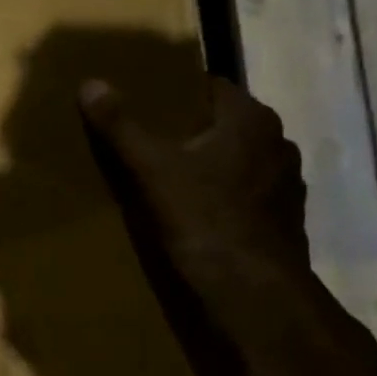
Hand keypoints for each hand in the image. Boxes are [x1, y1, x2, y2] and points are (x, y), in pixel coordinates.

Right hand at [78, 75, 308, 309]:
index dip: (178, 91)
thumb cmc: (205, 218)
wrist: (253, 292)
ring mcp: (286, 184)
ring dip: (210, 164)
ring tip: (170, 176)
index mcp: (252, 119)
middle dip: (190, 129)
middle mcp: (278, 143)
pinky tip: (197, 212)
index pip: (212, 86)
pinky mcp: (284, 220)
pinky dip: (224, 196)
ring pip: (238, 160)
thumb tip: (90, 83)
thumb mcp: (151, 169)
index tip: (147, 101)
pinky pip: (246, 195)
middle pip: (225, 124)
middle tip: (149, 138)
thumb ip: (121, 125)